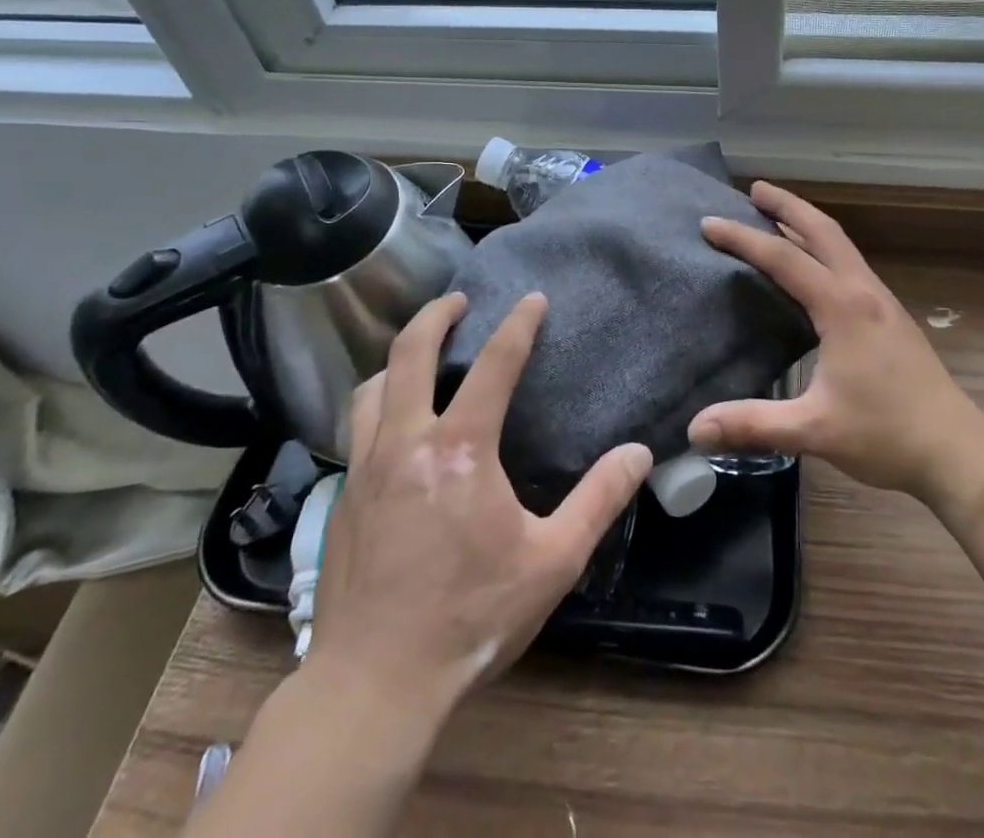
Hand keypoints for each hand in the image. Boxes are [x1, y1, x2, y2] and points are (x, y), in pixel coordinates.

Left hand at [308, 291, 652, 712]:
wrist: (373, 685)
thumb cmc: (470, 618)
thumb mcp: (552, 562)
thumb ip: (599, 501)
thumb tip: (639, 453)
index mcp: (461, 448)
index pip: (494, 363)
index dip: (518, 324)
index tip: (533, 299)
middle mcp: (406, 441)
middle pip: (410, 352)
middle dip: (435, 314)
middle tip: (458, 300)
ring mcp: (367, 467)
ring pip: (372, 386)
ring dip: (398, 357)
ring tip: (420, 353)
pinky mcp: (344, 497)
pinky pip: (358, 427)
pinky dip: (378, 402)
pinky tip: (393, 422)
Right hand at [689, 182, 983, 505]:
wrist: (957, 451)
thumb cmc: (887, 435)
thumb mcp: (814, 430)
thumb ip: (754, 424)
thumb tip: (696, 428)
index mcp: (843, 307)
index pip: (784, 259)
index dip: (743, 238)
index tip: (709, 224)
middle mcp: (863, 292)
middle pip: (822, 231)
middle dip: (787, 205)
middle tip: (753, 188)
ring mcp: (882, 302)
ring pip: (841, 245)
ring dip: (808, 224)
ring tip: (777, 217)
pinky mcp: (890, 318)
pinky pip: (849, 264)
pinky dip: (823, 248)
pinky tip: (814, 268)